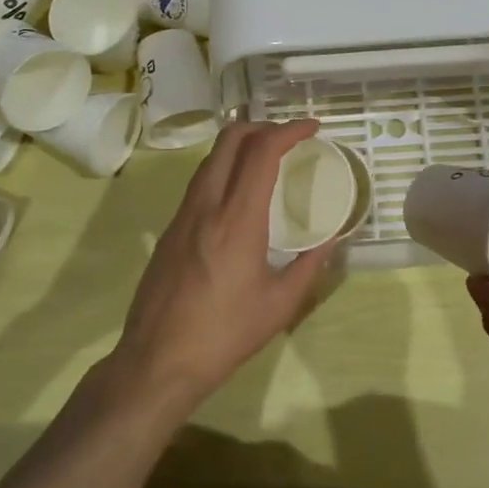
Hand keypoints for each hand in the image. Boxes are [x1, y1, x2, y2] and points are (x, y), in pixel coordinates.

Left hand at [111, 120, 335, 413]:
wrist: (157, 362)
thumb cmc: (224, 335)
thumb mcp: (279, 306)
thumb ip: (309, 266)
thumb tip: (331, 241)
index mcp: (237, 219)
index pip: (262, 151)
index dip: (289, 130)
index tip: (312, 128)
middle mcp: (207, 205)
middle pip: (230, 139)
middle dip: (263, 126)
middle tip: (289, 139)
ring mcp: (182, 215)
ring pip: (211, 158)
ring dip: (241, 145)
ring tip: (267, 160)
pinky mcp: (170, 229)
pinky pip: (200, 181)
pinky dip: (224, 169)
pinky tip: (239, 194)